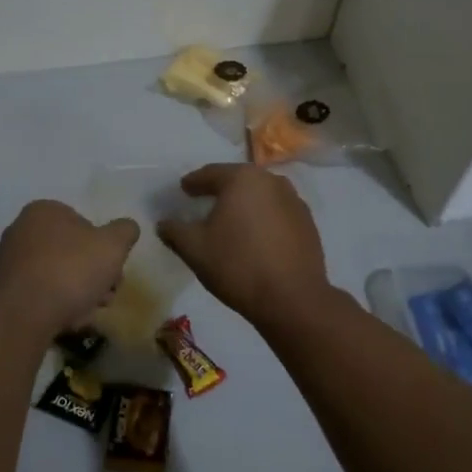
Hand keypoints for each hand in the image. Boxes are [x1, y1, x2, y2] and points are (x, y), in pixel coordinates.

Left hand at [0, 200, 138, 334]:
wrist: (19, 317)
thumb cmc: (69, 271)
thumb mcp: (112, 246)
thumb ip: (125, 231)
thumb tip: (127, 228)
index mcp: (44, 210)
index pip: (85, 224)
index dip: (104, 249)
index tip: (114, 272)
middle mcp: (21, 230)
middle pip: (71, 252)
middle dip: (93, 275)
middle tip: (105, 296)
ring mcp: (7, 262)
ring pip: (56, 275)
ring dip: (77, 293)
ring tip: (87, 314)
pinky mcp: (1, 292)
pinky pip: (38, 295)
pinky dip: (53, 306)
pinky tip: (64, 322)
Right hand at [158, 164, 330, 323]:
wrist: (292, 298)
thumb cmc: (237, 265)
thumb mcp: (194, 249)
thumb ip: (175, 231)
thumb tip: (164, 223)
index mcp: (242, 179)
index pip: (211, 173)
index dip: (194, 182)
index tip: (184, 189)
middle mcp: (271, 181)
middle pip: (239, 180)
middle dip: (221, 189)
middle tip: (205, 200)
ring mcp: (294, 200)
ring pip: (261, 195)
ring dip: (245, 204)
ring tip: (231, 220)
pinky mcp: (308, 222)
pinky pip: (278, 212)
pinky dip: (264, 218)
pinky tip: (256, 237)